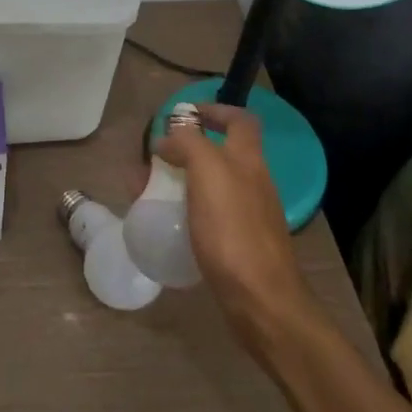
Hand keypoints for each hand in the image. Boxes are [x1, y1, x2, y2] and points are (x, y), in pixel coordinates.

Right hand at [156, 103, 319, 350]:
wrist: (262, 301)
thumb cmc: (233, 231)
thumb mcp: (207, 172)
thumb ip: (189, 144)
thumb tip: (170, 138)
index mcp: (248, 160)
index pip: (239, 119)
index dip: (214, 110)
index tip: (183, 114)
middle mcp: (253, 182)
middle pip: (221, 153)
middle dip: (187, 150)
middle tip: (154, 159)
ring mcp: (249, 216)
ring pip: (212, 185)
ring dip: (182, 181)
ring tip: (149, 191)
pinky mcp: (240, 245)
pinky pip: (209, 215)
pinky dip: (187, 211)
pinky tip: (167, 224)